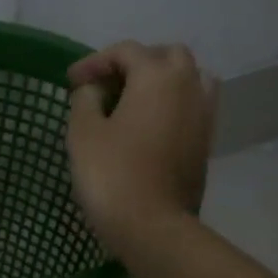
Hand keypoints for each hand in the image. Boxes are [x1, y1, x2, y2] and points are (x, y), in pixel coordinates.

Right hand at [66, 42, 216, 255]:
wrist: (153, 226)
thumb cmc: (112, 175)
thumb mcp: (83, 133)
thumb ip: (85, 100)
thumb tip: (94, 90)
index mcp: (158, 76)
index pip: (126, 51)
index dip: (95, 62)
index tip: (72, 82)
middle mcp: (189, 86)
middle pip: (166, 56)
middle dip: (135, 63)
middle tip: (107, 85)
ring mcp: (203, 115)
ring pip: (189, 79)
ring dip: (161, 81)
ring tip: (134, 101)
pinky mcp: (206, 142)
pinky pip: (193, 107)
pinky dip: (172, 105)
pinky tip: (150, 125)